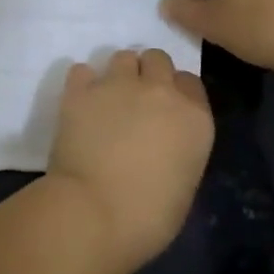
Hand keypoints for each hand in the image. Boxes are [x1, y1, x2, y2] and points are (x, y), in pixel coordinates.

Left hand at [45, 49, 213, 271]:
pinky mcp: (80, 90)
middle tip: (137, 101)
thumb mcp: (184, 183)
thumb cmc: (148, 216)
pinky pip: (82, 71)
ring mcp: (118, 85)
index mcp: (194, 118)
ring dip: (119, 74)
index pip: (190, 82)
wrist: (93, 212)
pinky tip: (80, 103)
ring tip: (108, 100)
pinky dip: (82, 83)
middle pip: (158, 59)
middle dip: (149, 74)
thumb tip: (162, 145)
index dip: (177, 92)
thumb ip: (179, 149)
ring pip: (123, 57)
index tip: (166, 110)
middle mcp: (159, 91)